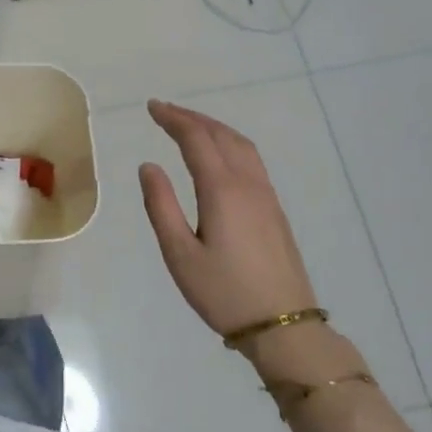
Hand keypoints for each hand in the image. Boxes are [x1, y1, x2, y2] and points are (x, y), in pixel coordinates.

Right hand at [138, 99, 318, 338]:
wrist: (283, 324)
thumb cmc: (223, 292)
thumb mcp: (180, 254)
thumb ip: (161, 206)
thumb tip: (149, 166)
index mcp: (222, 190)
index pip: (196, 139)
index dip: (173, 119)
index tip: (152, 107)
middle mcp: (248, 183)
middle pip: (221, 135)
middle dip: (192, 118)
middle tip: (165, 111)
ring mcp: (266, 195)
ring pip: (241, 145)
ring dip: (214, 128)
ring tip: (190, 126)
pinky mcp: (275, 209)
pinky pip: (251, 160)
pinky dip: (230, 143)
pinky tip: (220, 155)